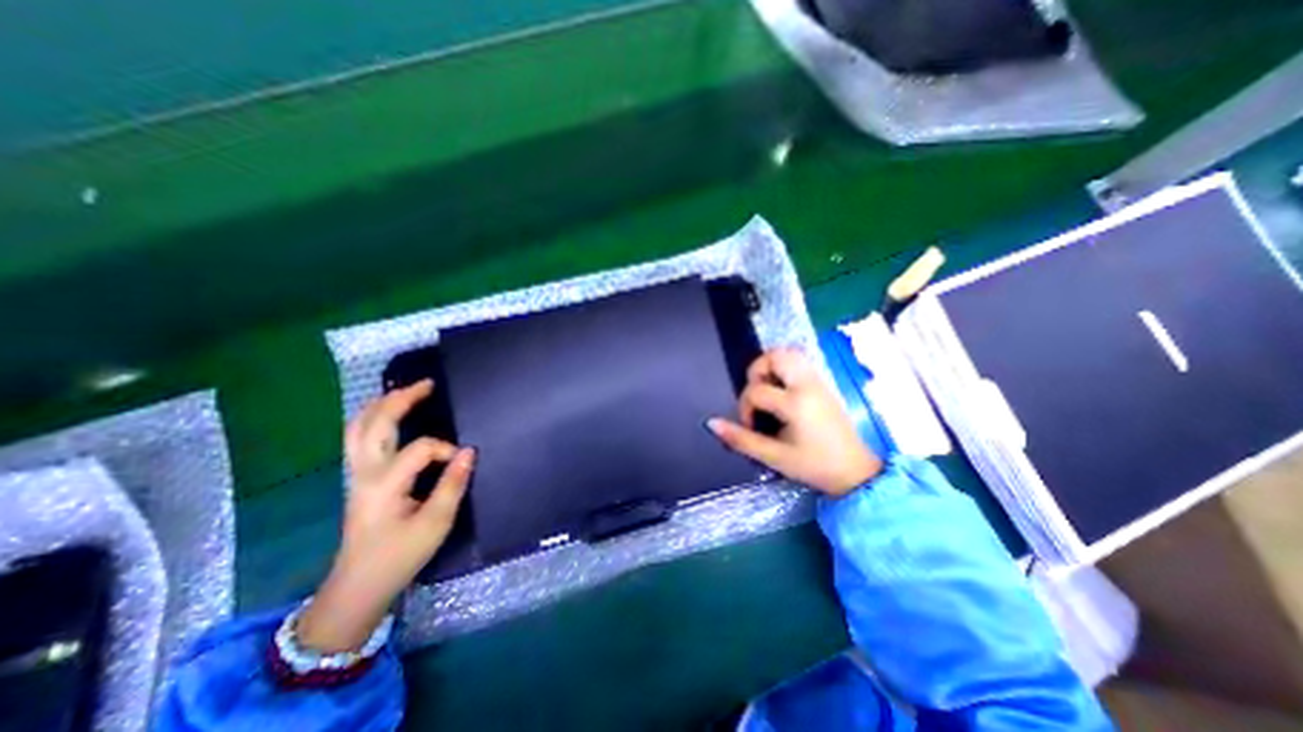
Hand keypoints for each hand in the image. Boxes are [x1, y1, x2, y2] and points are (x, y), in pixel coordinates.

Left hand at [296, 385, 475, 652]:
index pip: (420, 448)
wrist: (359, 585)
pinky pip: (358, 439)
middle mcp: (365, 473)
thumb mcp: (436, 523)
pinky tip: (387, 415)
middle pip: (374, 424)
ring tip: (404, 390)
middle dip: (400, 399)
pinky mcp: (358, 479)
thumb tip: (469, 451)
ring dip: (380, 405)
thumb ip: (453, 484)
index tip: (463, 462)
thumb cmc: (400, 555)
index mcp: (385, 484)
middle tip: (427, 384)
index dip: (446, 449)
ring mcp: (356, 475)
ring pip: (358, 429)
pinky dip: (372, 419)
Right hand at [709, 348, 878, 496]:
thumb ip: (741, 439)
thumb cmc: (814, 466)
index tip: (752, 426)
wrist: (856, 473)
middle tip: (756, 394)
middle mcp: (807, 385)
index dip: (745, 407)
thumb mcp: (774, 457)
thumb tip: (711, 424)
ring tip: (767, 390)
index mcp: (795, 403)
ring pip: (790, 354)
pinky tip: (782, 392)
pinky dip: (785, 369)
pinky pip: (800, 363)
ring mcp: (818, 382)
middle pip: (775, 356)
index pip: (756, 390)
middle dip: (757, 371)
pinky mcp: (823, 384)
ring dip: (771, 366)